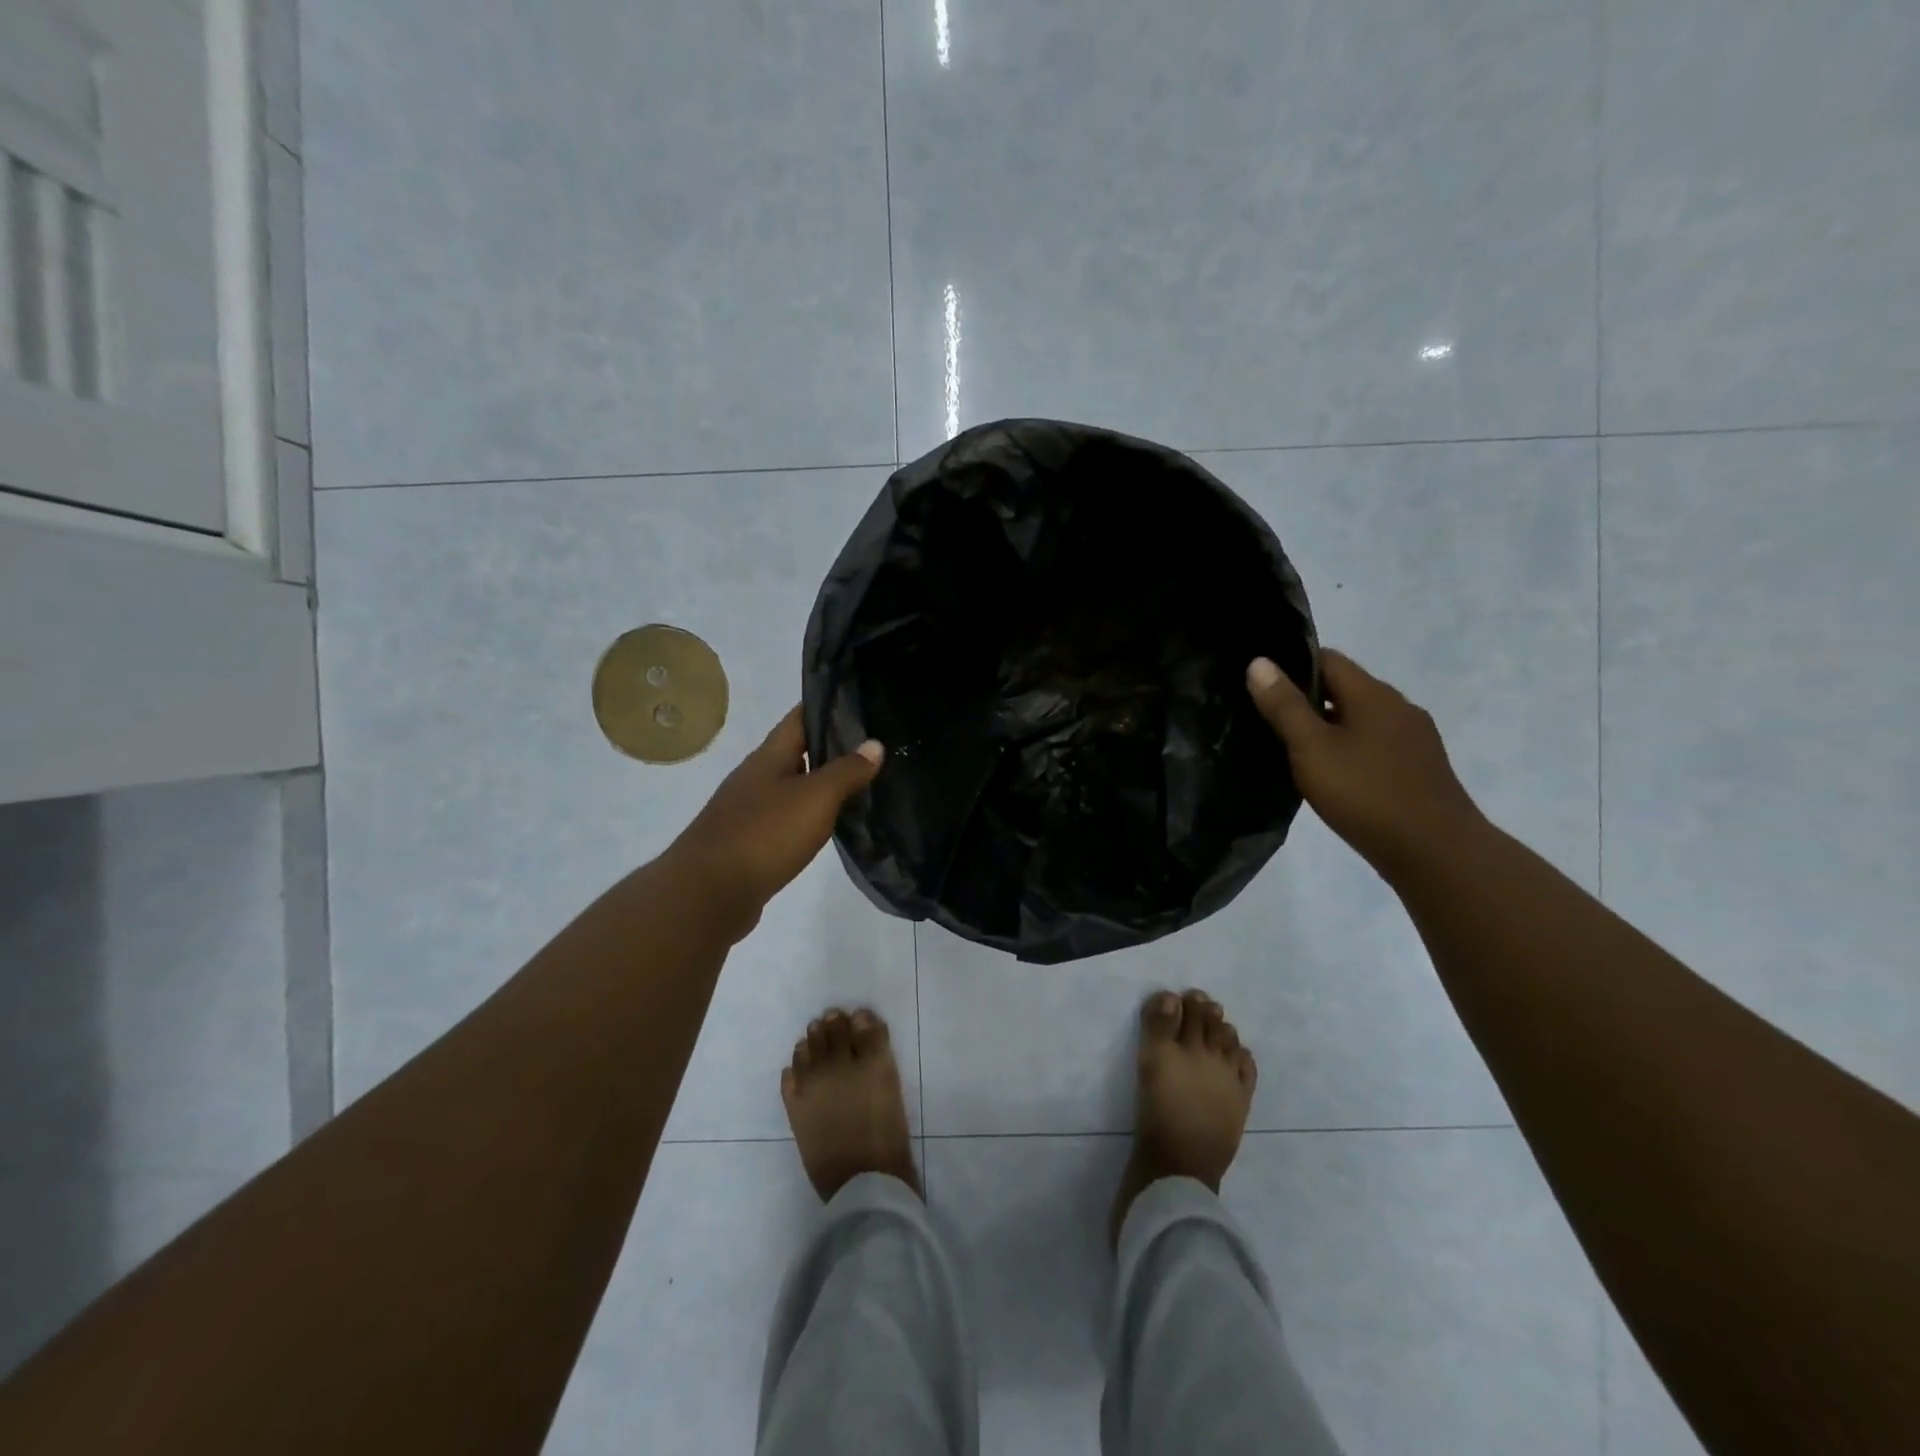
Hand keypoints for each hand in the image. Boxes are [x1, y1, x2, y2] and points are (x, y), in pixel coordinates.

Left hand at [665, 706, 882, 939]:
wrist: (707, 895)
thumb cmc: (764, 834)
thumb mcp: (815, 798)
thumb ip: (846, 771)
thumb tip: (875, 744)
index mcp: (769, 757)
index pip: (799, 717)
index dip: (827, 706)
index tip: (860, 701)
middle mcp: (756, 777)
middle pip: (796, 751)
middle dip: (831, 746)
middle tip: (873, 746)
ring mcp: (749, 811)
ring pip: (792, 786)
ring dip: (821, 783)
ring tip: (861, 783)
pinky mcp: (750, 843)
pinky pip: (786, 818)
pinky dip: (810, 815)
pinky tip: (830, 825)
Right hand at [1247, 650, 1484, 877]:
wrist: (1435, 852)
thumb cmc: (1365, 794)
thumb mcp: (1311, 748)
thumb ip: (1284, 706)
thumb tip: (1259, 662)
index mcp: (1373, 694)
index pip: (1328, 659)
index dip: (1293, 665)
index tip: (1261, 685)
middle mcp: (1399, 707)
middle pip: (1346, 688)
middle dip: (1308, 698)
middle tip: (1268, 719)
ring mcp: (1414, 739)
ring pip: (1361, 718)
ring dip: (1329, 726)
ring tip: (1294, 749)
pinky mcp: (1419, 768)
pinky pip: (1375, 744)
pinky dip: (1349, 748)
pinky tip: (1332, 774)